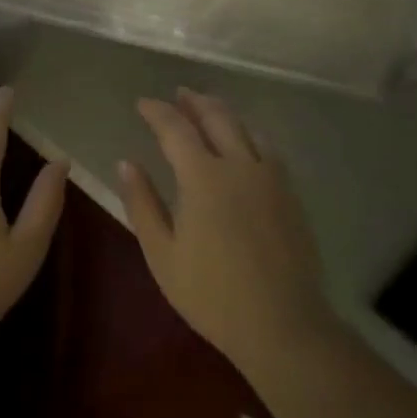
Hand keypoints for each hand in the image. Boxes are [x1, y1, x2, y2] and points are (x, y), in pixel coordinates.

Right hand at [118, 89, 333, 373]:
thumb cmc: (211, 294)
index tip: (142, 103)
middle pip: (216, 117)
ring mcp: (270, 177)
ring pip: (245, 128)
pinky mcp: (290, 193)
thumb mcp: (162, 254)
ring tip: (208, 110)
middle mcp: (239, 165)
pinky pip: (268, 148)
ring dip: (223, 113)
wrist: (282, 323)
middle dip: (194, 101)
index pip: (176, 128)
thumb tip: (126, 163)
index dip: (157, 111)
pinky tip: (245, 143)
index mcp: (203, 177)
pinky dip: (249, 134)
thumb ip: (143, 204)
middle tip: (179, 94)